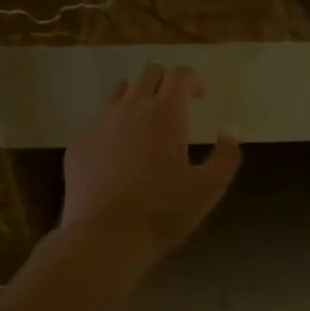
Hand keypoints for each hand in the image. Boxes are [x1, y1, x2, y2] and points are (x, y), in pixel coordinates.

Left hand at [61, 65, 241, 275]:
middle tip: (176, 105)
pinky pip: (98, 122)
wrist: (104, 237)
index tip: (201, 98)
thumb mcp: (209, 189)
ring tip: (146, 123)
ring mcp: (100, 124)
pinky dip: (114, 126)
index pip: (180, 74)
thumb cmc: (163, 211)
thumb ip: (226, 156)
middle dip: (166, 81)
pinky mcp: (79, 144)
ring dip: (138, 97)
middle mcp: (131, 108)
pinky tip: (119, 154)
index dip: (194, 80)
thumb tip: (230, 132)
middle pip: (149, 72)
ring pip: (120, 91)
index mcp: (166, 113)